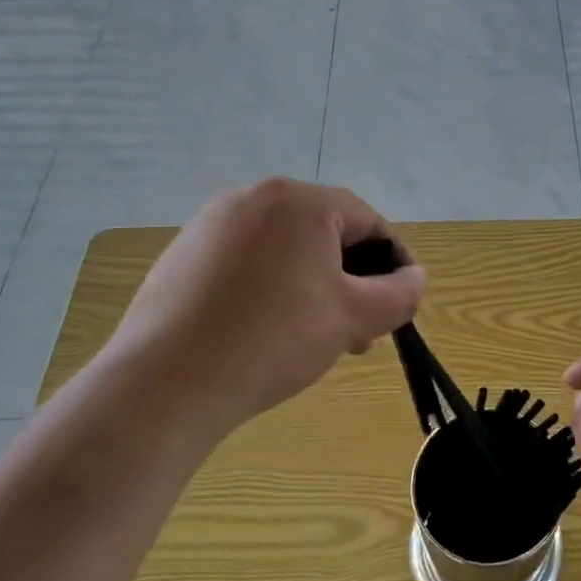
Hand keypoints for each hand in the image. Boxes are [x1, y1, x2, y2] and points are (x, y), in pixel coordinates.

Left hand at [106, 179, 424, 437]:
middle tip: (360, 332)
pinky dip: (271, 289)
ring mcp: (210, 225)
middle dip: (352, 281)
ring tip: (317, 338)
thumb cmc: (274, 338)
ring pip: (285, 250)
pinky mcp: (182, 256)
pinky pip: (246, 264)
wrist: (166, 383)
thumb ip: (399, 293)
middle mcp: (253, 198)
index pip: (368, 221)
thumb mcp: (353, 317)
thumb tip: (414, 279)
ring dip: (314, 287)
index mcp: (298, 200)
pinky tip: (266, 334)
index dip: (394, 263)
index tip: (402, 306)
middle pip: (325, 234)